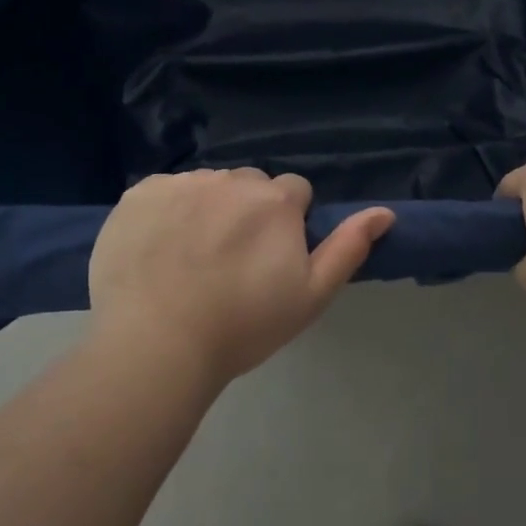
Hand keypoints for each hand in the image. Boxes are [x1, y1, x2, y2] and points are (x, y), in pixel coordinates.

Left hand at [89, 169, 394, 383]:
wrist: (156, 345)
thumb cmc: (243, 325)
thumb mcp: (311, 296)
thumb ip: (349, 248)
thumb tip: (385, 212)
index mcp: (275, 201)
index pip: (294, 192)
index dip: (288, 223)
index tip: (272, 259)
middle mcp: (230, 180)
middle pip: (250, 186)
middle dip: (249, 211)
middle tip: (232, 261)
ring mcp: (181, 184)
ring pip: (207, 186)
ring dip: (208, 208)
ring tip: (191, 258)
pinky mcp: (139, 194)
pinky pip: (165, 191)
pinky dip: (167, 211)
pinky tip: (158, 248)